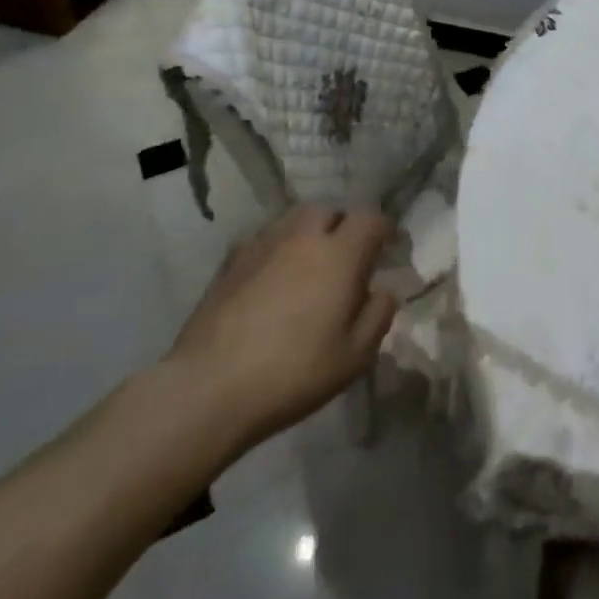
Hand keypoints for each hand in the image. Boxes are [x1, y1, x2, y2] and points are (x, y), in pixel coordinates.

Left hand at [162, 207, 397, 459]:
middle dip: (343, 227)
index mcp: (340, 253)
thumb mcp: (355, 355)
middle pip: (329, 211)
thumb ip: (379, 314)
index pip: (371, 219)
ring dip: (308, 233)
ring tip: (309, 264)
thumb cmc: (294, 372)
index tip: (388, 249)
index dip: (384, 231)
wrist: (210, 387)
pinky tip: (273, 278)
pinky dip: (277, 249)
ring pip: (294, 220)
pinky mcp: (231, 261)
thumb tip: (383, 289)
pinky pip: (264, 239)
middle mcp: (303, 237)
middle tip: (346, 258)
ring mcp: (263, 244)